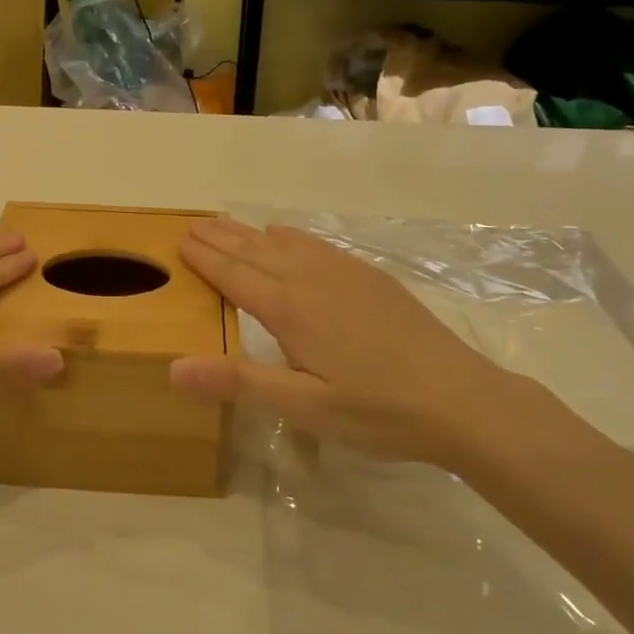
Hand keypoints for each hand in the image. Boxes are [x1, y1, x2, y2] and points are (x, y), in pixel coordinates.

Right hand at [168, 217, 525, 464]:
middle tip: (192, 224)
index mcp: (290, 309)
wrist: (460, 399)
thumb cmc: (377, 410)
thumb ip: (239, 383)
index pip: (235, 276)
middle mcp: (312, 280)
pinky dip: (291, 235)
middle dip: (221, 238)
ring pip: (285, 243)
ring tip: (226, 223)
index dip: (205, 259)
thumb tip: (173, 367)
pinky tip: (285, 234)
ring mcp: (344, 274)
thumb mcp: (304, 407)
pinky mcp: (370, 277)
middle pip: (255, 251)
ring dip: (250, 233)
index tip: (179, 241)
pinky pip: (317, 244)